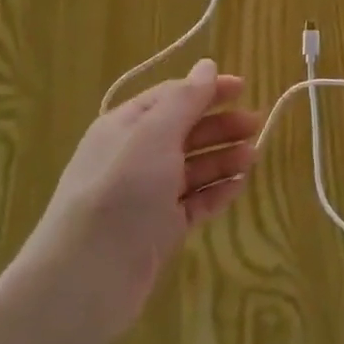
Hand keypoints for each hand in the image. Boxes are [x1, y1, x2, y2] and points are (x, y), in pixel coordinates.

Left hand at [13, 58, 260, 343]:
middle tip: (256, 124)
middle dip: (220, 125)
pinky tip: (238, 186)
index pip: (172, 97)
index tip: (243, 88)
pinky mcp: (159, 229)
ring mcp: (147, 195)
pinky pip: (193, 203)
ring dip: (223, 158)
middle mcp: (135, 156)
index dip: (207, 90)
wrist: (86, 278)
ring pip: (192, 167)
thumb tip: (207, 65)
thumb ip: (185, 100)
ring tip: (253, 157)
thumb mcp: (154, 135)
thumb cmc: (121, 192)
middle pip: (185, 131)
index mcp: (126, 126)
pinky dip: (216, 192)